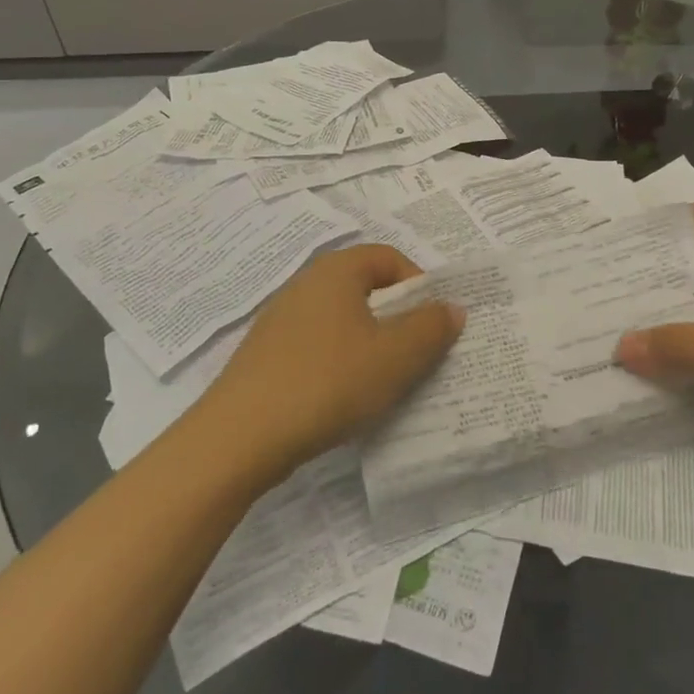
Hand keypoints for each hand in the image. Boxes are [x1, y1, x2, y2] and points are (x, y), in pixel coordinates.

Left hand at [190, 244, 462, 478]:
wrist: (241, 435)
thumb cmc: (328, 382)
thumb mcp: (394, 357)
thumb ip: (430, 328)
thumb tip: (452, 307)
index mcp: (337, 271)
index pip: (389, 258)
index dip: (419, 284)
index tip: (432, 323)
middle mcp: (306, 283)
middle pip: (365, 287)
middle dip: (397, 317)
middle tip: (416, 354)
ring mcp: (281, 318)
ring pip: (342, 319)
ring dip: (369, 343)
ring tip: (385, 381)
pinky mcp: (267, 352)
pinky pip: (317, 344)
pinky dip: (339, 361)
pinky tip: (344, 397)